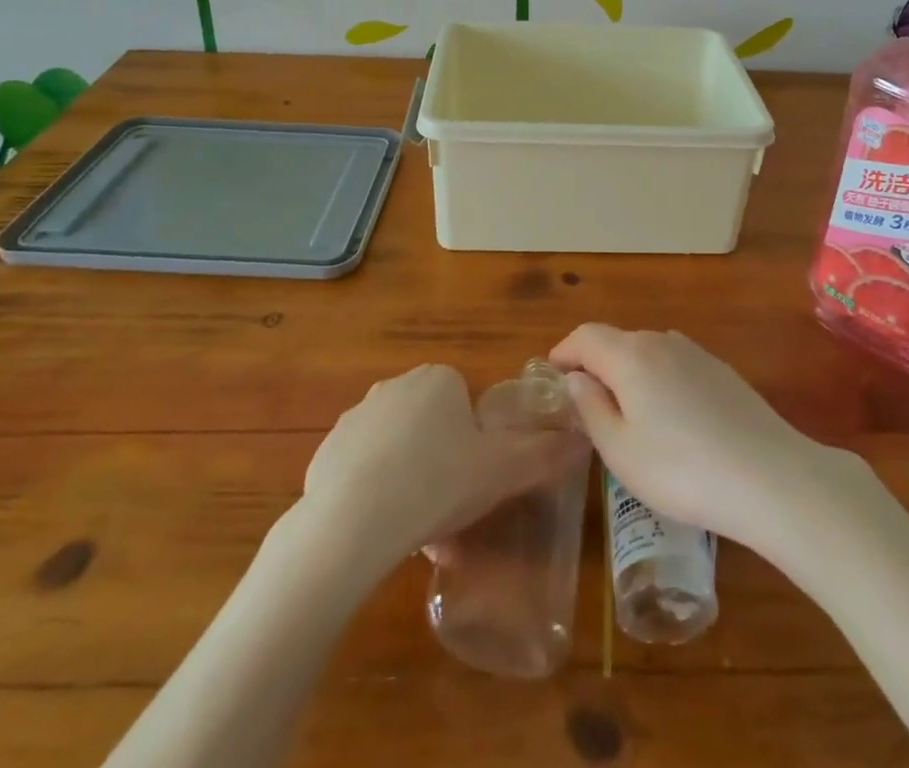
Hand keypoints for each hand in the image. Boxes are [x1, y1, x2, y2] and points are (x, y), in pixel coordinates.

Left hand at [299, 364, 586, 575]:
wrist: (352, 524)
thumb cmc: (437, 484)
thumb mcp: (501, 472)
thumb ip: (543, 454)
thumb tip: (581, 440)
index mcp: (439, 378)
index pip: (465, 404)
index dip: (475, 444)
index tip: (474, 480)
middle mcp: (396, 385)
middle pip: (432, 425)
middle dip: (443, 462)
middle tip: (450, 508)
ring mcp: (357, 416)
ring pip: (398, 449)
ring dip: (410, 479)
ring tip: (417, 530)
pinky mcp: (327, 450)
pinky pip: (363, 469)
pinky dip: (375, 492)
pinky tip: (380, 528)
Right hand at [549, 325, 850, 551]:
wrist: (770, 477)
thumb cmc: (681, 470)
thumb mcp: (621, 451)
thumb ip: (591, 408)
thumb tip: (576, 378)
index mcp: (630, 356)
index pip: (586, 336)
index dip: (564, 351)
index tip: (551, 373)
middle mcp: (662, 341)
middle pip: (617, 341)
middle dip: (596, 363)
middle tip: (585, 402)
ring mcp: (697, 354)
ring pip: (649, 351)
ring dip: (629, 371)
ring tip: (627, 412)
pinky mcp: (723, 372)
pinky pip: (676, 364)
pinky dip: (659, 379)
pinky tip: (670, 418)